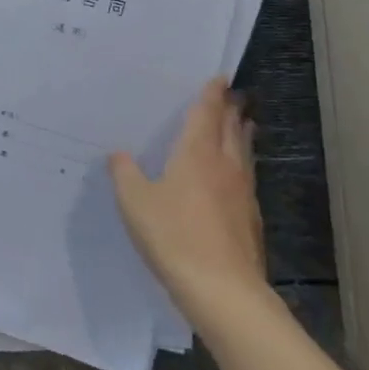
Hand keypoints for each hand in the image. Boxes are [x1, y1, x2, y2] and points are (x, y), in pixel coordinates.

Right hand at [110, 78, 268, 306]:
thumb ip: (125, 173)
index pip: (206, 115)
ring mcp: (242, 194)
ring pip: (243, 154)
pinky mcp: (250, 220)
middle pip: (231, 130)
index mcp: (196, 154)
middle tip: (234, 96)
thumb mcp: (135, 202)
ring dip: (241, 136)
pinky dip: (242, 166)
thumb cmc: (174, 236)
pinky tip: (235, 178)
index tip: (220, 78)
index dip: (211, 95)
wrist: (223, 292)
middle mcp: (224, 167)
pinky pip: (245, 179)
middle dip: (231, 111)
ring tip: (242, 126)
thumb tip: (118, 153)